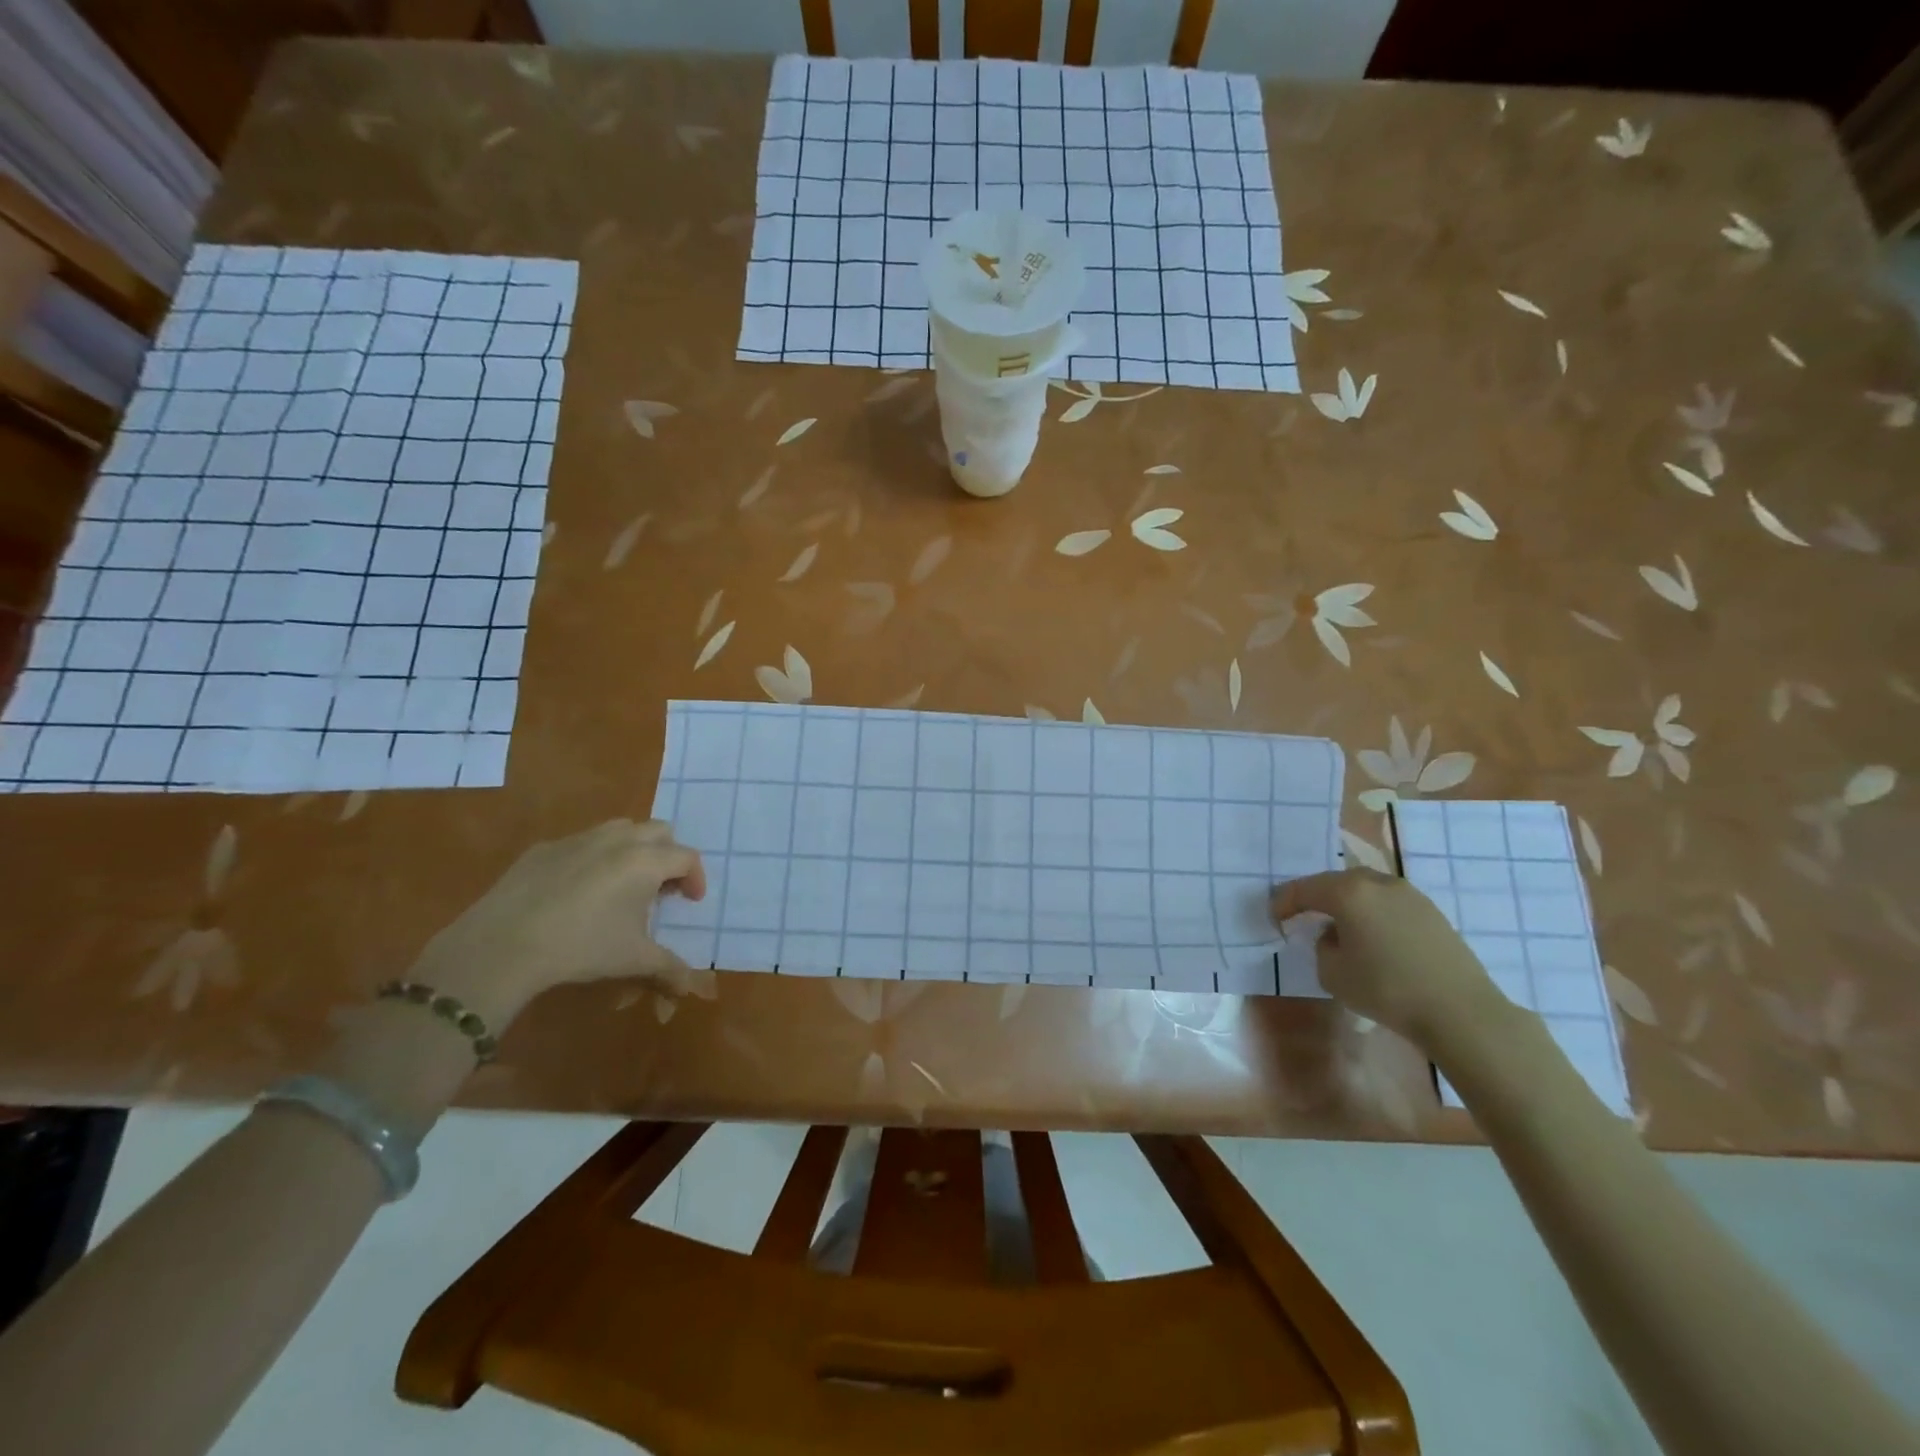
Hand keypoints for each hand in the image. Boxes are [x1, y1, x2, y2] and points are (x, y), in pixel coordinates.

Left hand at [409, 819, 706, 1029]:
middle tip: (660, 889)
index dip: (695, 878)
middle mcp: (618, 840)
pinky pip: (581, 842)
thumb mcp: (634, 960)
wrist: (503, 945)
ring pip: (620, 829)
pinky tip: (577, 891)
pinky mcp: (543, 848)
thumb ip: (670, 967)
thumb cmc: (582, 947)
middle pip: (659, 831)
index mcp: (646, 861)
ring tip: (623, 883)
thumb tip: (690, 985)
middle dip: (668, 855)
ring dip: (633, 849)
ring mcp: (578, 839)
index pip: (687, 856)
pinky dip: (593, 858)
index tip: (690, 902)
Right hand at [1271, 868, 1501, 1050]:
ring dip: (1347, 903)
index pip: (1304, 889)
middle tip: (1303, 914)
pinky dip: (1372, 912)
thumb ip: (1323, 946)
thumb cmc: (1386, 989)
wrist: (1460, 1011)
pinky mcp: (1432, 912)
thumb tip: (1334, 935)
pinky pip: (1388, 903)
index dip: (1284, 902)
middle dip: (1316, 896)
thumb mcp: (1333, 973)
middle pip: (1336, 882)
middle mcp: (1377, 883)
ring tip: (1338, 924)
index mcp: (1348, 892)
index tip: (1274, 917)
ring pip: (1365, 889)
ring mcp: (1409, 894)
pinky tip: (1372, 936)